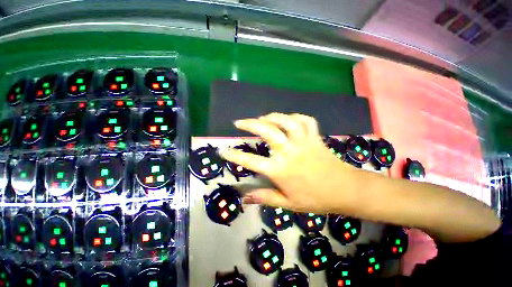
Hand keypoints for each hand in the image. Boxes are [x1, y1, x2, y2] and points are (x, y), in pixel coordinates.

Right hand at [221, 113, 358, 213]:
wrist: (345, 190)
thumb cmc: (316, 199)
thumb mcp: (288, 203)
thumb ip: (265, 197)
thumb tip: (244, 198)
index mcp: (280, 170)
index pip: (250, 161)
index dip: (234, 156)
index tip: (223, 151)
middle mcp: (289, 152)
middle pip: (266, 131)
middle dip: (250, 124)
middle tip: (239, 122)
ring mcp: (303, 142)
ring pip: (285, 121)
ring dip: (271, 116)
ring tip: (262, 118)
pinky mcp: (315, 137)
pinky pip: (305, 120)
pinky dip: (295, 117)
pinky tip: (288, 119)